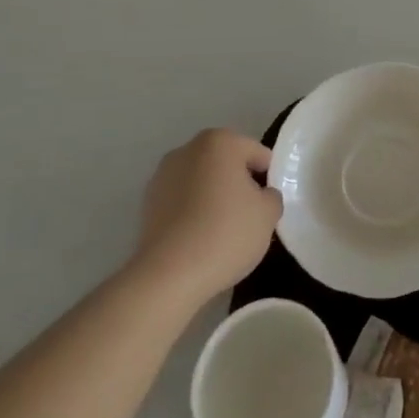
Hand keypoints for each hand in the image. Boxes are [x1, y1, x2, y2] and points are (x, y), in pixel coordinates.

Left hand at [131, 129, 281, 305]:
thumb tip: (260, 195)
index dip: (269, 179)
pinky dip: (193, 212)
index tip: (268, 205)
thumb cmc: (226, 234)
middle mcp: (188, 149)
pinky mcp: (146, 203)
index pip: (258, 154)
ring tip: (222, 231)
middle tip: (249, 217)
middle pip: (227, 163)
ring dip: (214, 197)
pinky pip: (182, 201)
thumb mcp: (268, 214)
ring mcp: (162, 175)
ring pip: (202, 181)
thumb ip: (271, 195)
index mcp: (220, 141)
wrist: (168, 276)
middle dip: (239, 184)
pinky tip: (199, 239)